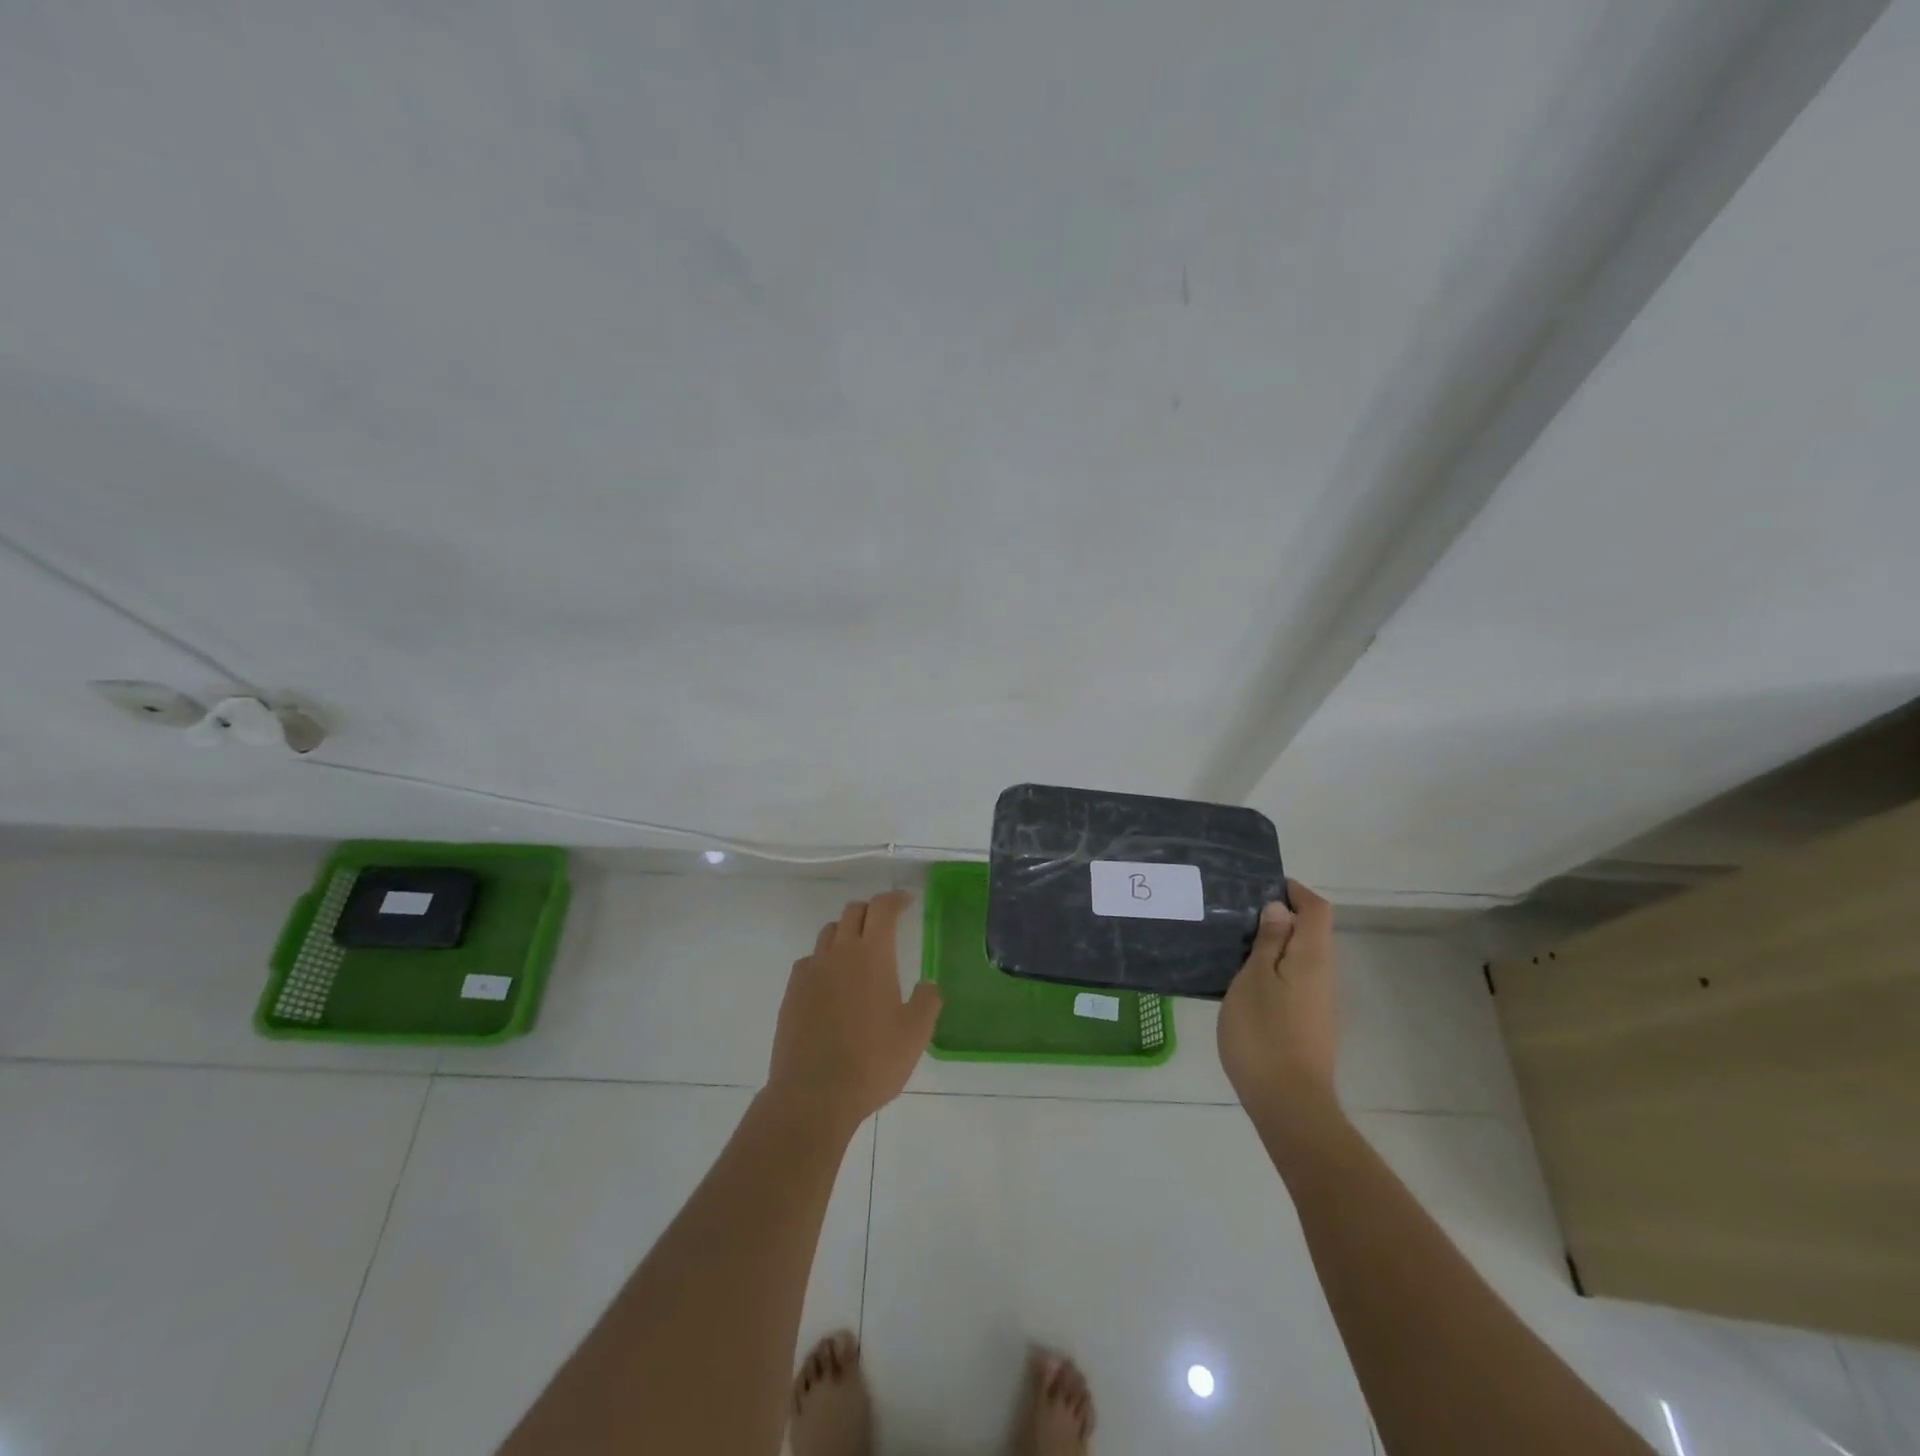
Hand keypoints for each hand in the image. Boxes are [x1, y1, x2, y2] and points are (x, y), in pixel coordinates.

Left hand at [766, 891, 941, 1133]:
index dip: (895, 899)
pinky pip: (809, 961)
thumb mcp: (915, 1035)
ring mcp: (811, 971)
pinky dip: (824, 960)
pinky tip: (831, 982)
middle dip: (871, 911)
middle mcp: (839, 953)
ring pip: (828, 933)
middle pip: (852, 913)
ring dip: (845, 932)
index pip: (882, 908)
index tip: (907, 902)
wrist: (813, 1095)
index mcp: (872, 955)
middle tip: (885, 925)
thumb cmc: (872, 1062)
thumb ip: (927, 1002)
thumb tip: (927, 985)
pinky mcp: (792, 992)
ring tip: (858, 952)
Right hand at [1217, 880, 1339, 1117]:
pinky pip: (1294, 981)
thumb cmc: (1265, 1033)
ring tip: (1235, 946)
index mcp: (1313, 958)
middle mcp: (1324, 975)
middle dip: (1279, 917)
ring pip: (1300, 958)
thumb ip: (1269, 942)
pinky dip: (1273, 970)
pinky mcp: (1309, 1024)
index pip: (1317, 909)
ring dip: (1274, 945)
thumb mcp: (1254, 979)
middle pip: (1311, 932)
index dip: (1295, 892)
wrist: (1289, 1104)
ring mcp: (1319, 1002)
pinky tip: (1244, 982)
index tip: (1262, 886)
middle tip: (1238, 915)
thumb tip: (1279, 909)